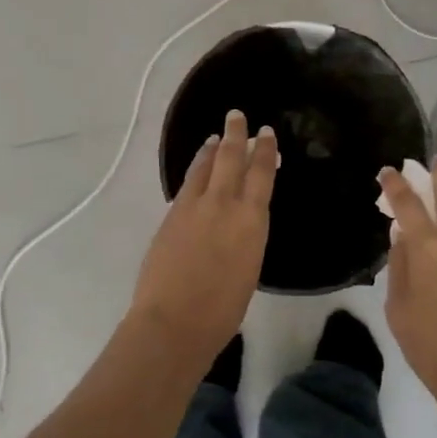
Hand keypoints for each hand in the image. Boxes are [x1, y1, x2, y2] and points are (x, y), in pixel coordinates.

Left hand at [130, 110, 277, 362]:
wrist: (174, 321)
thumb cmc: (222, 309)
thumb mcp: (249, 267)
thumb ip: (247, 235)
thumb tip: (242, 220)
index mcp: (251, 220)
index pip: (261, 174)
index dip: (264, 151)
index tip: (266, 133)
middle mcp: (223, 204)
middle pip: (231, 158)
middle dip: (236, 135)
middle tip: (238, 116)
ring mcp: (193, 207)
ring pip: (204, 167)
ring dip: (212, 149)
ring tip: (216, 137)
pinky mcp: (171, 215)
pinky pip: (187, 183)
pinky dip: (196, 169)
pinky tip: (197, 169)